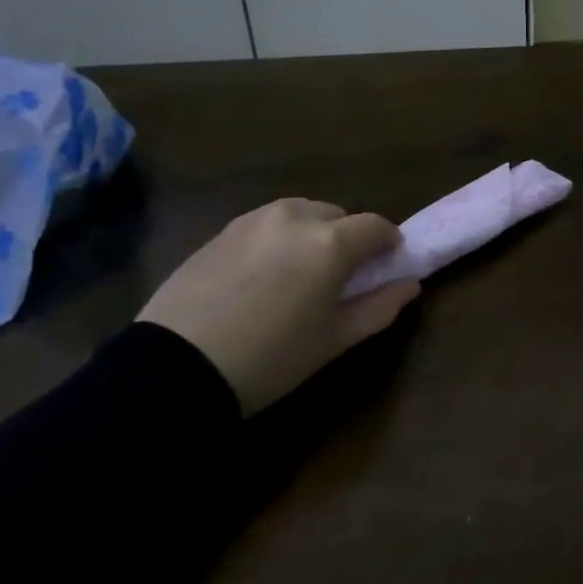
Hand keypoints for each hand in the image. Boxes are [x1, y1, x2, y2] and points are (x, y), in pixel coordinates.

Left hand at [137, 198, 418, 415]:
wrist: (173, 369)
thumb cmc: (269, 359)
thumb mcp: (333, 341)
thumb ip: (379, 307)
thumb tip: (409, 284)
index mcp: (330, 241)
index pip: (377, 226)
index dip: (388, 245)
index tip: (385, 268)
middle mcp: (296, 216)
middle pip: (338, 216)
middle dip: (346, 240)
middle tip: (337, 280)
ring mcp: (255, 219)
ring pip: (301, 215)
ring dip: (311, 235)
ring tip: (296, 276)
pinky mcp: (223, 230)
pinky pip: (266, 225)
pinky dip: (277, 240)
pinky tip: (261, 277)